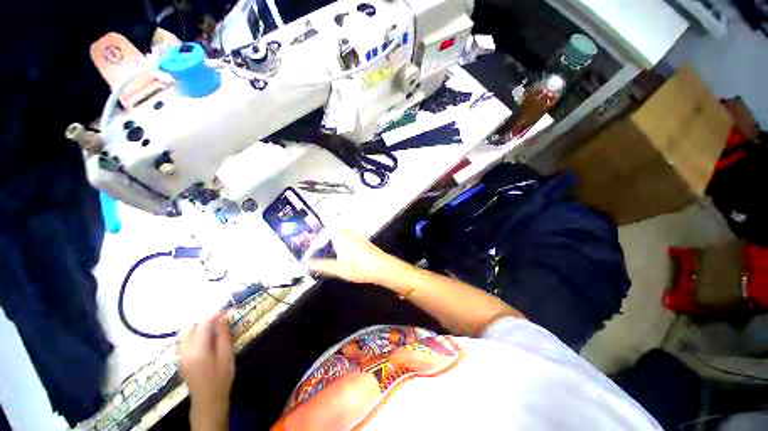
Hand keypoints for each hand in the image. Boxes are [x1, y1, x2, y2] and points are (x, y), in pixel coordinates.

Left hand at [179, 313, 233, 429]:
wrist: (208, 400)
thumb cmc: (221, 377)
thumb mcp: (227, 354)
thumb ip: (223, 335)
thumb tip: (222, 317)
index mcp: (197, 349)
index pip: (202, 324)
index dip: (213, 315)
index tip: (225, 310)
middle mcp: (184, 350)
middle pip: (189, 327)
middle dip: (204, 320)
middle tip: (219, 319)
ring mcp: (180, 355)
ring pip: (185, 333)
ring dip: (198, 326)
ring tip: (213, 327)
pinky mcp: (180, 359)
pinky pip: (184, 340)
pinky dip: (193, 334)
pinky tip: (205, 338)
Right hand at [309, 229, 394, 284]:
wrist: (382, 268)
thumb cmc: (359, 267)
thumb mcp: (339, 269)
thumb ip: (323, 265)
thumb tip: (309, 262)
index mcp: (342, 237)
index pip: (329, 227)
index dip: (321, 229)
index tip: (313, 233)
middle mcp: (351, 234)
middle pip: (337, 229)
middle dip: (328, 233)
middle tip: (319, 241)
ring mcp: (359, 237)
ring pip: (345, 233)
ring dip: (337, 236)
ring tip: (330, 245)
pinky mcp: (365, 242)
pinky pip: (351, 237)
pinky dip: (345, 241)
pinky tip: (345, 250)